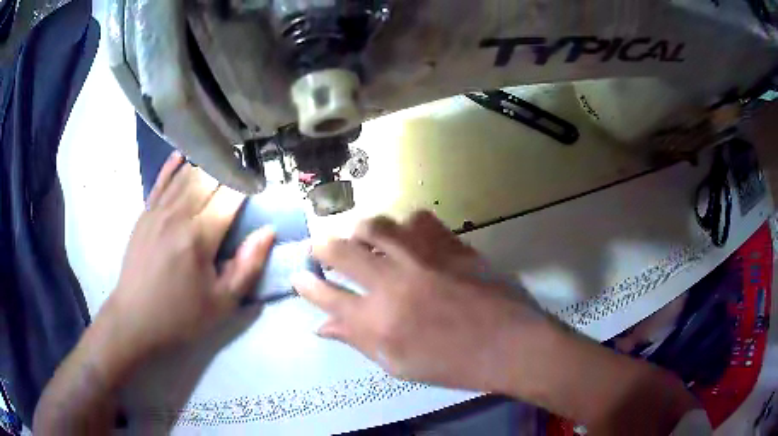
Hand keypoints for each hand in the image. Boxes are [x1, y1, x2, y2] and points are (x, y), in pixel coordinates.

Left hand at [106, 152, 274, 352]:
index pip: (230, 197)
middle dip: (229, 173)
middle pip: (208, 178)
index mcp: (199, 237)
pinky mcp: (145, 214)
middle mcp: (178, 215)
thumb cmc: (182, 316)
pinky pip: (160, 182)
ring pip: (185, 175)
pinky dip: (173, 166)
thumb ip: (248, 265)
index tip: (260, 189)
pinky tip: (183, 155)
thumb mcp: (222, 302)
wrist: (135, 321)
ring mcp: (157, 211)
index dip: (248, 187)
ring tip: (222, 163)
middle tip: (243, 178)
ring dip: (206, 167)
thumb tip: (268, 231)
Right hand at [292, 211, 552, 392]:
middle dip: (321, 246)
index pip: (326, 296)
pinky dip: (407, 226)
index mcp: (378, 322)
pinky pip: (420, 220)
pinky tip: (409, 236)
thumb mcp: (399, 365)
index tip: (298, 277)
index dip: (306, 285)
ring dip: (361, 230)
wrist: (511, 345)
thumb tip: (322, 328)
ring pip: (376, 226)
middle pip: (341, 251)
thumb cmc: (454, 365)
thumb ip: (359, 342)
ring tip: (361, 238)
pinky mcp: (451, 245)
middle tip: (318, 247)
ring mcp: (424, 259)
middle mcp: (393, 284)